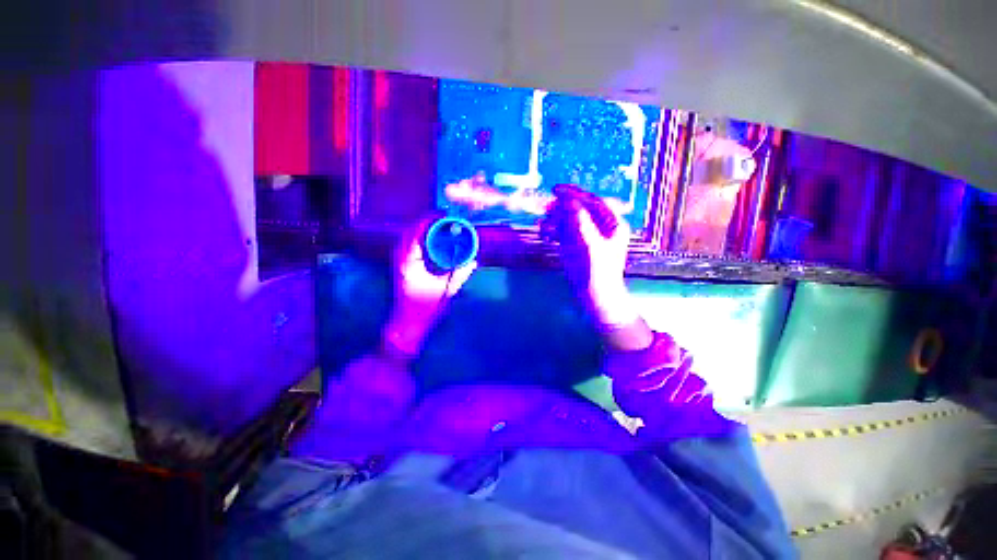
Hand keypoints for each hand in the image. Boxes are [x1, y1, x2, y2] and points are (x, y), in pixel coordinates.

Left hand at [384, 216, 476, 355]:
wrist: (408, 323)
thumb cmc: (426, 308)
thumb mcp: (447, 289)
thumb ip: (461, 273)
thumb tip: (475, 260)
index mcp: (409, 262)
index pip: (416, 232)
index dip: (429, 220)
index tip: (444, 213)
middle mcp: (400, 258)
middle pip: (410, 230)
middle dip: (427, 221)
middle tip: (445, 217)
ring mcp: (398, 261)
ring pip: (408, 237)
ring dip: (423, 229)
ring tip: (440, 225)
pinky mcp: (401, 266)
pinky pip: (409, 245)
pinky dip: (420, 238)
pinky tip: (431, 240)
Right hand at [542, 185, 651, 349]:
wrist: (596, 297)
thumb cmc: (598, 272)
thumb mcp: (591, 245)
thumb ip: (581, 222)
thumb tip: (569, 201)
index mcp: (611, 223)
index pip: (592, 201)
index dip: (574, 194)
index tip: (555, 189)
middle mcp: (599, 226)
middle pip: (579, 209)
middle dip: (561, 208)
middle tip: (545, 210)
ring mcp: (587, 236)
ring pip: (569, 220)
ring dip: (555, 220)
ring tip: (543, 226)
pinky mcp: (576, 246)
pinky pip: (563, 232)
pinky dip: (553, 231)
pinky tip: (545, 235)